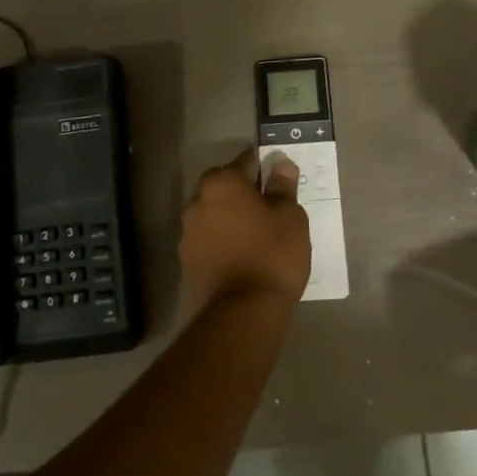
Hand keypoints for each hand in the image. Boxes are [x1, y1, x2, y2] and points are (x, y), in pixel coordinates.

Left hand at [178, 150, 310, 312]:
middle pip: (225, 187)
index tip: (280, 180)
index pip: (246, 162)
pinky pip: (209, 238)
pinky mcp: (186, 260)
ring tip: (258, 234)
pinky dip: (223, 240)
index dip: (265, 168)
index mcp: (222, 182)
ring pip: (215, 213)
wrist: (241, 313)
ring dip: (231, 217)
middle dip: (245, 193)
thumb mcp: (290, 218)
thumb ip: (283, 188)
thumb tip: (281, 165)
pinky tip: (242, 254)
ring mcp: (188, 231)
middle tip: (271, 208)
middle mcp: (198, 200)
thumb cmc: (271, 255)